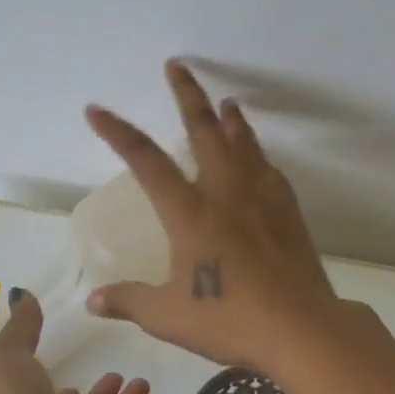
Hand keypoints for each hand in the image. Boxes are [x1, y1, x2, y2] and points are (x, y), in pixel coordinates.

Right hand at [83, 59, 344, 372]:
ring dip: (229, 118)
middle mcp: (224, 192)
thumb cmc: (229, 319)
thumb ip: (129, 301)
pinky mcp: (287, 210)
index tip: (97, 110)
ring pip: (242, 143)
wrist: (300, 327)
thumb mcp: (169, 316)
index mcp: (189, 212)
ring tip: (225, 101)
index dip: (118, 133)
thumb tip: (94, 301)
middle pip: (204, 130)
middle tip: (178, 66)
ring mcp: (260, 197)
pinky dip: (257, 153)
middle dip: (187, 95)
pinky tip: (257, 156)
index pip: (145, 161)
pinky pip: (268, 169)